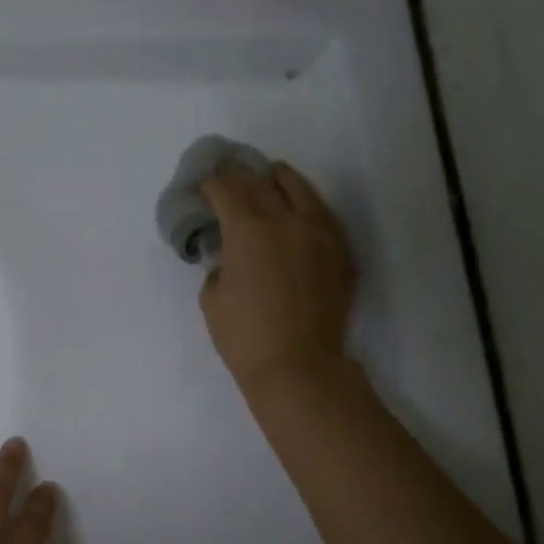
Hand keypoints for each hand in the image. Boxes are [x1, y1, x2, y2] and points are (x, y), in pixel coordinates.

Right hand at [199, 163, 356, 398]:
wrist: (299, 366)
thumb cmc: (245, 337)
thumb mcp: (212, 299)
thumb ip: (219, 265)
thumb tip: (229, 255)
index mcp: (249, 230)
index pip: (227, 190)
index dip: (212, 185)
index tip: (204, 188)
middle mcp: (287, 220)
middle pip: (261, 182)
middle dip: (241, 176)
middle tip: (229, 177)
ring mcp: (319, 233)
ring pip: (300, 188)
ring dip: (279, 179)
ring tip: (269, 177)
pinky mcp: (339, 251)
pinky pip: (321, 213)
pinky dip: (304, 203)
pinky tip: (297, 209)